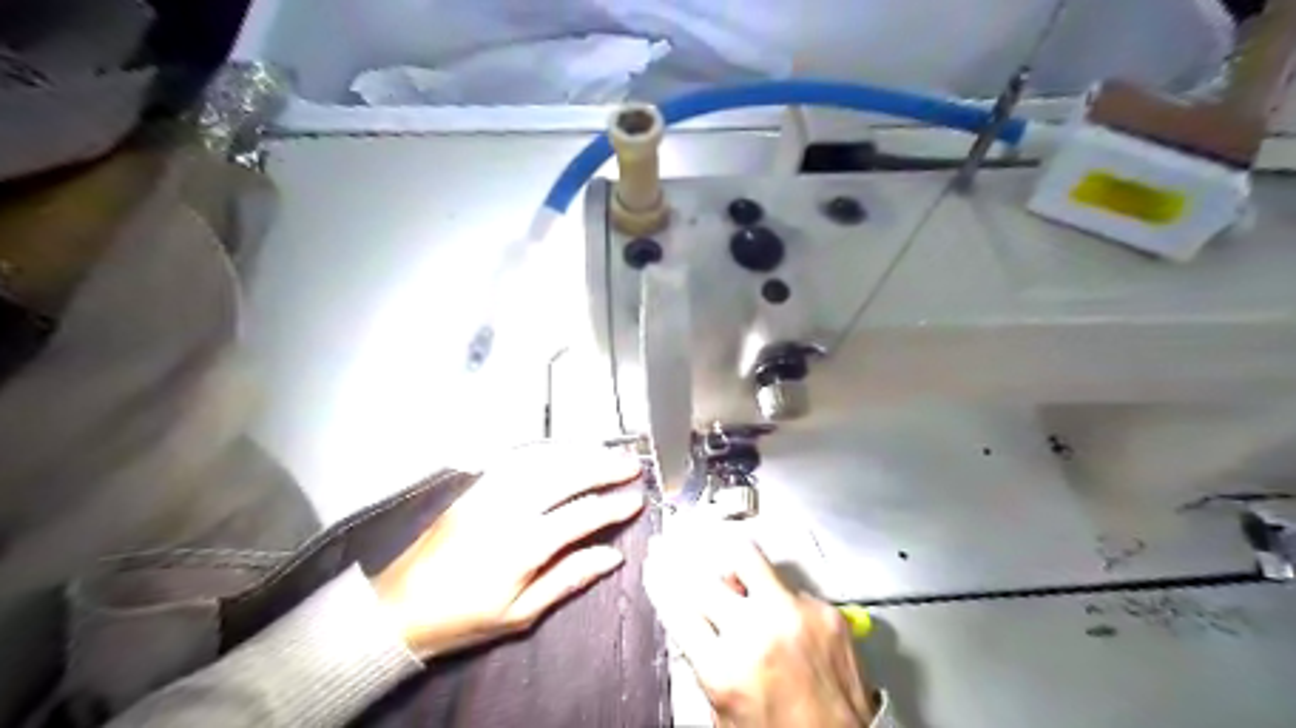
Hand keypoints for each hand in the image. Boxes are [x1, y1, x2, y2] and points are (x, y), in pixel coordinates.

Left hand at [371, 444, 641, 658]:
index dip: (613, 506)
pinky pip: (515, 458)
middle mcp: (506, 509)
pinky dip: (546, 450)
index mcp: (521, 546)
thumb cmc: (464, 618)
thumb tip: (612, 556)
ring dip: (578, 451)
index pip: (580, 516)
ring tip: (606, 451)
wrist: (399, 608)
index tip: (636, 500)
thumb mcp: (521, 614)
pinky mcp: (474, 487)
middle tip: (631, 463)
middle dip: (602, 466)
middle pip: (564, 475)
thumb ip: (568, 578)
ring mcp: (488, 492)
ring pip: (542, 459)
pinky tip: (564, 450)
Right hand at [643, 529, 874, 727]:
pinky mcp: (824, 610)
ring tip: (721, 554)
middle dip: (683, 556)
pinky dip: (772, 592)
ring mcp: (794, 615)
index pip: (678, 605)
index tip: (655, 562)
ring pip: (748, 556)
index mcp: (725, 668)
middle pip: (706, 573)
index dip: (660, 578)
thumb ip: (702, 658)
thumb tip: (688, 613)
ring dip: (728, 558)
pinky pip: (785, 584)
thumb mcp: (721, 709)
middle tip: (676, 543)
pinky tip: (774, 607)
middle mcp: (759, 632)